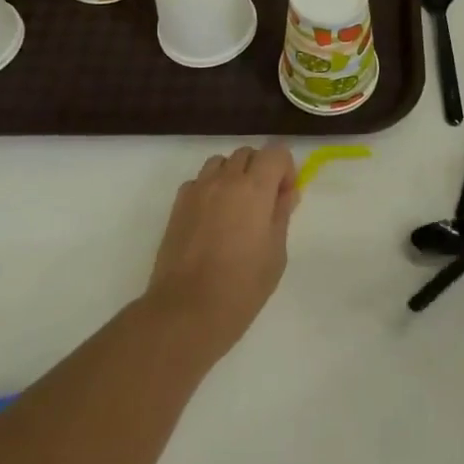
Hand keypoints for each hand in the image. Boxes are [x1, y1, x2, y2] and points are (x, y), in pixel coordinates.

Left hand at [145, 144, 300, 359]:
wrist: (186, 311)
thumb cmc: (241, 287)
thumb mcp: (275, 254)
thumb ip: (281, 215)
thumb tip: (286, 194)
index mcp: (255, 188)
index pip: (275, 151)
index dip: (285, 168)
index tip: (285, 195)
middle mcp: (225, 180)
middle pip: (247, 153)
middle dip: (260, 169)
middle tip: (264, 202)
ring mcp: (197, 190)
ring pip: (220, 162)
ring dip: (233, 175)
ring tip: (236, 207)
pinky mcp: (177, 206)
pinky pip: (198, 182)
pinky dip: (209, 189)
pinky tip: (212, 219)